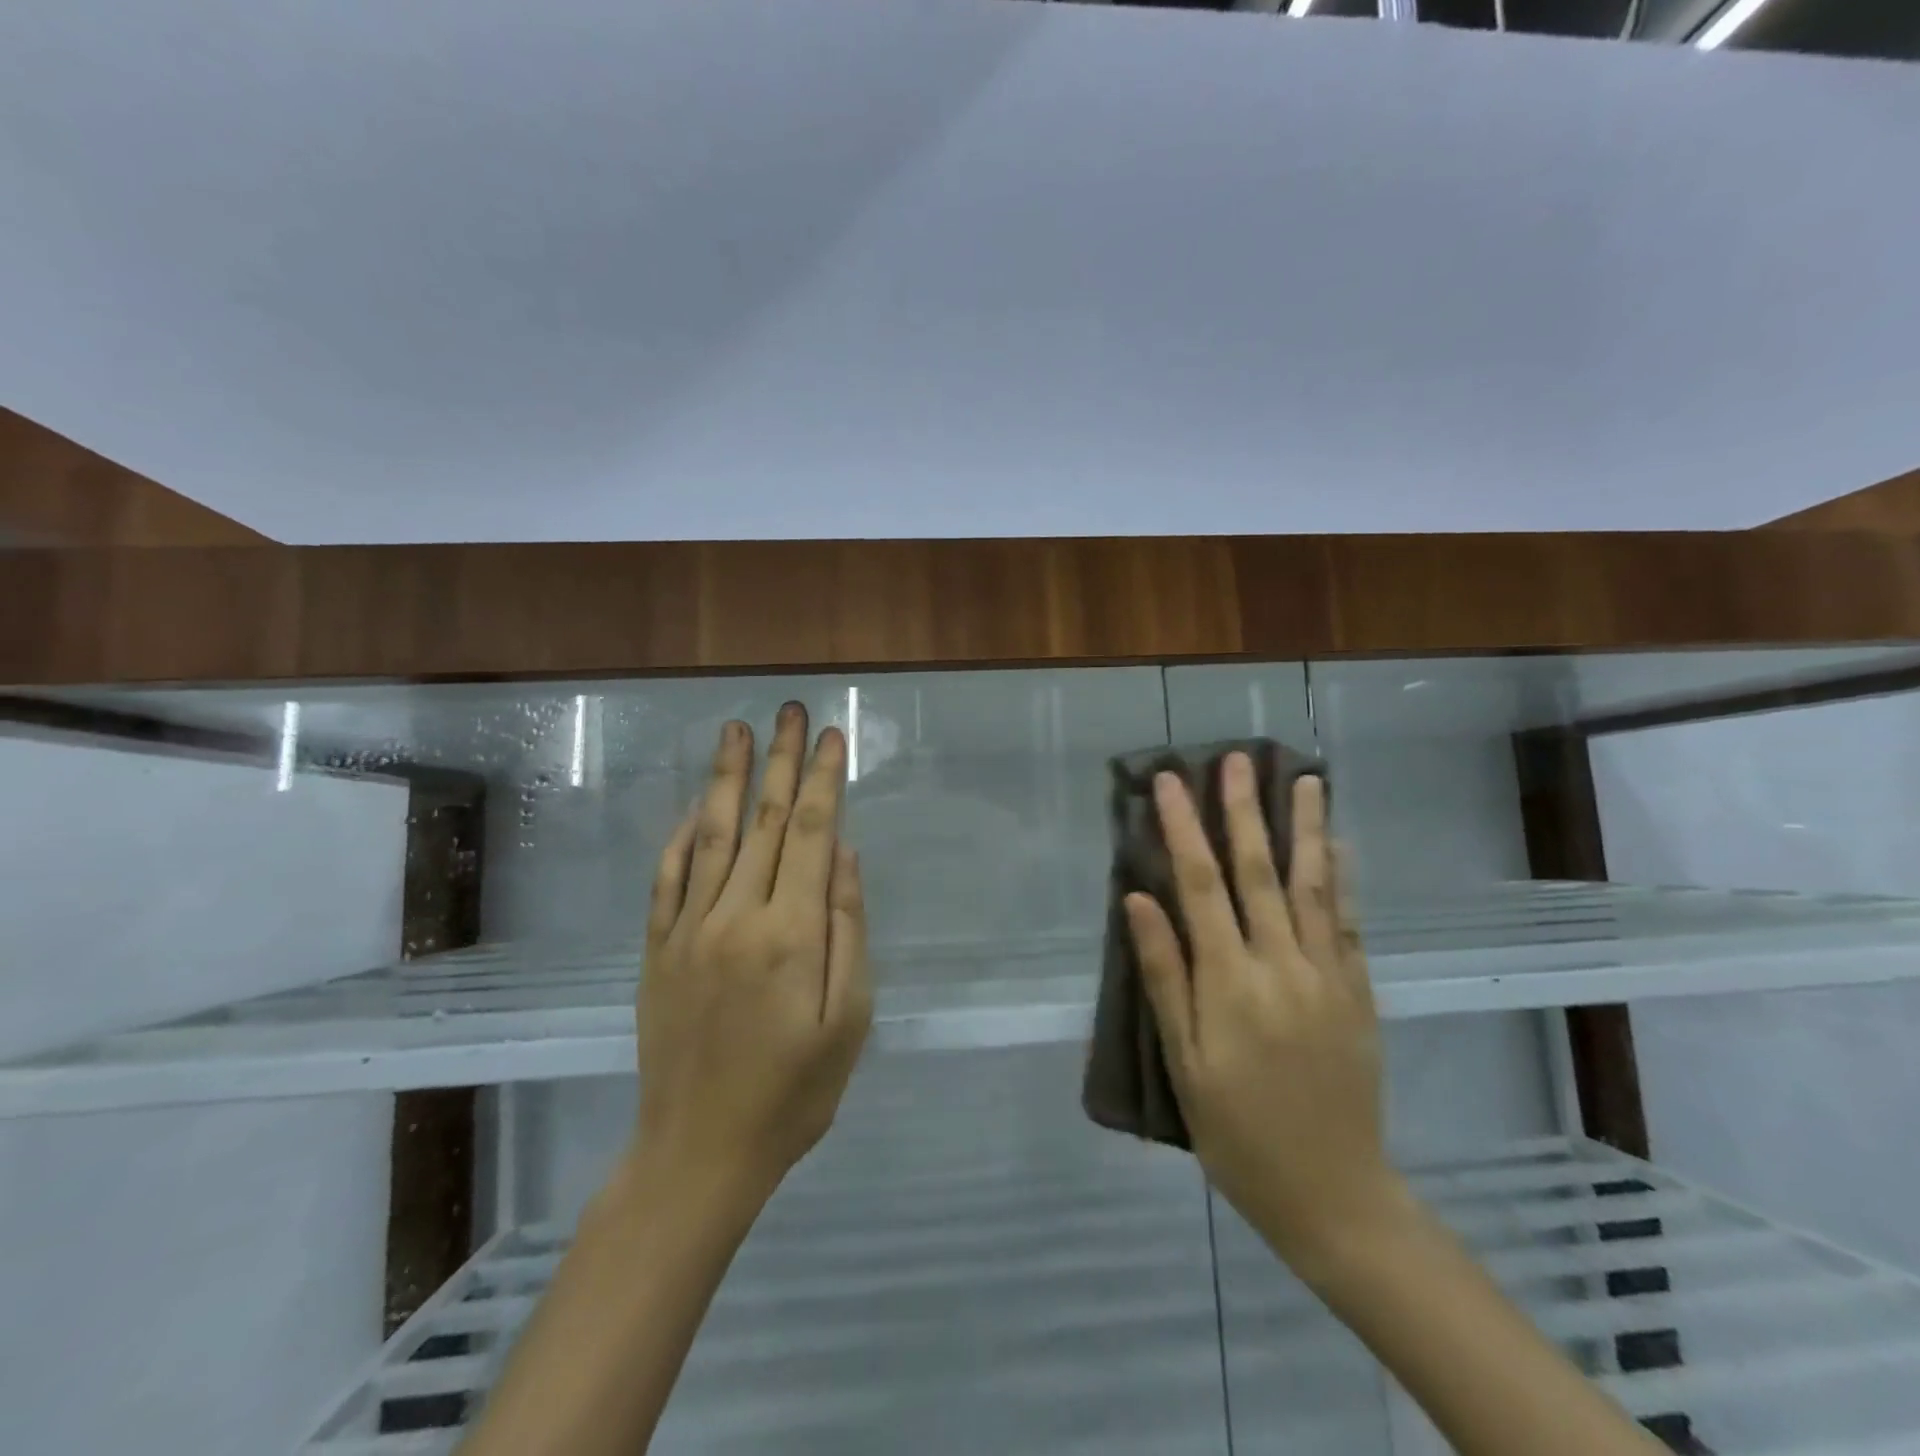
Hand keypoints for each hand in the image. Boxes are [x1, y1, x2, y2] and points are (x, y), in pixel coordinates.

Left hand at [631, 703, 872, 1202]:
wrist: (699, 1153)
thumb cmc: (794, 1093)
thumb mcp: (850, 1021)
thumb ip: (849, 930)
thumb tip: (846, 856)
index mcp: (791, 933)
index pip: (814, 834)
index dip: (825, 780)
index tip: (833, 736)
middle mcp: (736, 916)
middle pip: (766, 821)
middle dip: (781, 761)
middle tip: (789, 711)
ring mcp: (688, 929)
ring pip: (712, 836)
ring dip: (727, 779)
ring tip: (736, 732)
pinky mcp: (657, 949)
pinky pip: (667, 879)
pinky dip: (680, 837)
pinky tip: (693, 808)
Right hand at [1125, 758, 1407, 1265]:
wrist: (1333, 1194)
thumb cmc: (1237, 1132)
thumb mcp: (1182, 1063)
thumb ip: (1163, 975)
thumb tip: (1138, 900)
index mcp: (1230, 984)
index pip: (1200, 886)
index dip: (1184, 829)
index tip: (1171, 782)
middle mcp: (1282, 966)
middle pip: (1259, 872)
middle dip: (1244, 811)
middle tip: (1236, 759)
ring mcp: (1328, 976)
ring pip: (1313, 886)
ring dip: (1305, 828)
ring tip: (1304, 779)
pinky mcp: (1358, 992)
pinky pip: (1347, 923)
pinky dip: (1341, 879)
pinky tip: (1339, 846)